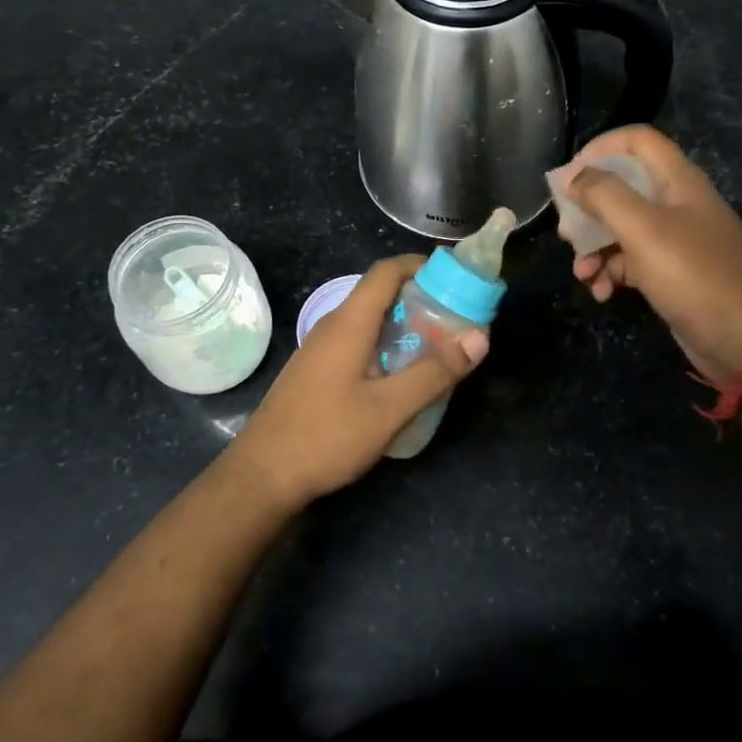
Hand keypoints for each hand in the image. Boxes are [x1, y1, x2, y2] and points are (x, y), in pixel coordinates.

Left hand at [228, 256, 488, 506]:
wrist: (261, 476)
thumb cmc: (326, 436)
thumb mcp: (389, 409)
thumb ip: (434, 372)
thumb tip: (480, 337)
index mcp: (349, 323)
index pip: (386, 271)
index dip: (421, 265)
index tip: (456, 278)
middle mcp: (333, 326)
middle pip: (380, 293)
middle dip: (421, 298)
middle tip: (458, 318)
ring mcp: (321, 349)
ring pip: (369, 321)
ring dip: (405, 324)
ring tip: (440, 346)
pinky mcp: (317, 371)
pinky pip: (358, 342)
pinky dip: (386, 344)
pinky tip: (402, 376)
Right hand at [555, 125, 741, 383]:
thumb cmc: (695, 276)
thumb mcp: (644, 231)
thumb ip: (605, 196)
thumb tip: (571, 176)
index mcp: (678, 182)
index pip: (637, 141)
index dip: (601, 148)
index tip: (570, 175)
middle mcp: (677, 204)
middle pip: (622, 187)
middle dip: (588, 209)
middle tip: (566, 233)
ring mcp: (675, 241)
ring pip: (621, 229)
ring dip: (595, 248)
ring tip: (582, 274)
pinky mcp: (670, 274)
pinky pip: (630, 262)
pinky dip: (611, 273)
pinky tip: (601, 293)